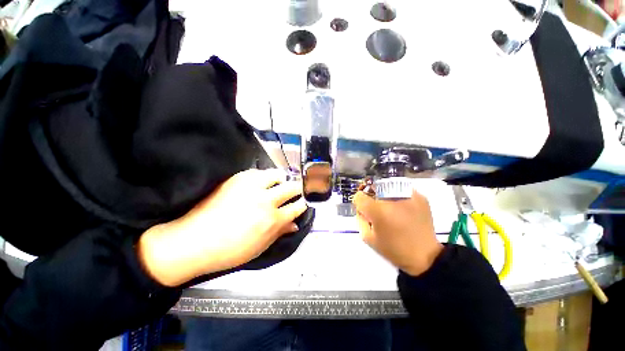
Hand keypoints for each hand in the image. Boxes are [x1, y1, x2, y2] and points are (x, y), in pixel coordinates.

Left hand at [138, 169, 307, 286]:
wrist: (193, 241)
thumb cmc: (229, 251)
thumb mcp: (260, 247)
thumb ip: (280, 232)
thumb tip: (295, 224)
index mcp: (272, 220)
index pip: (297, 207)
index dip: (303, 204)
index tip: (304, 202)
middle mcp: (265, 200)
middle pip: (291, 187)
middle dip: (298, 189)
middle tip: (295, 191)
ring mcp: (251, 187)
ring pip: (277, 174)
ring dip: (281, 179)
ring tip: (278, 184)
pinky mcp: (238, 179)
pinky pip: (259, 172)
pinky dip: (264, 176)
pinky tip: (261, 183)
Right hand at [353, 190, 442, 275]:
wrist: (426, 256)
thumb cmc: (394, 249)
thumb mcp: (369, 238)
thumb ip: (360, 220)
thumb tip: (361, 209)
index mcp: (377, 211)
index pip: (359, 196)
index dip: (359, 202)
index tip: (364, 209)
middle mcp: (391, 199)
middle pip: (373, 189)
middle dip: (372, 198)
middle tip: (377, 209)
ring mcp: (407, 196)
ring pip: (388, 187)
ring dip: (385, 196)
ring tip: (391, 209)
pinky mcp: (420, 197)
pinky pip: (402, 190)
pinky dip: (399, 197)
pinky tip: (402, 208)